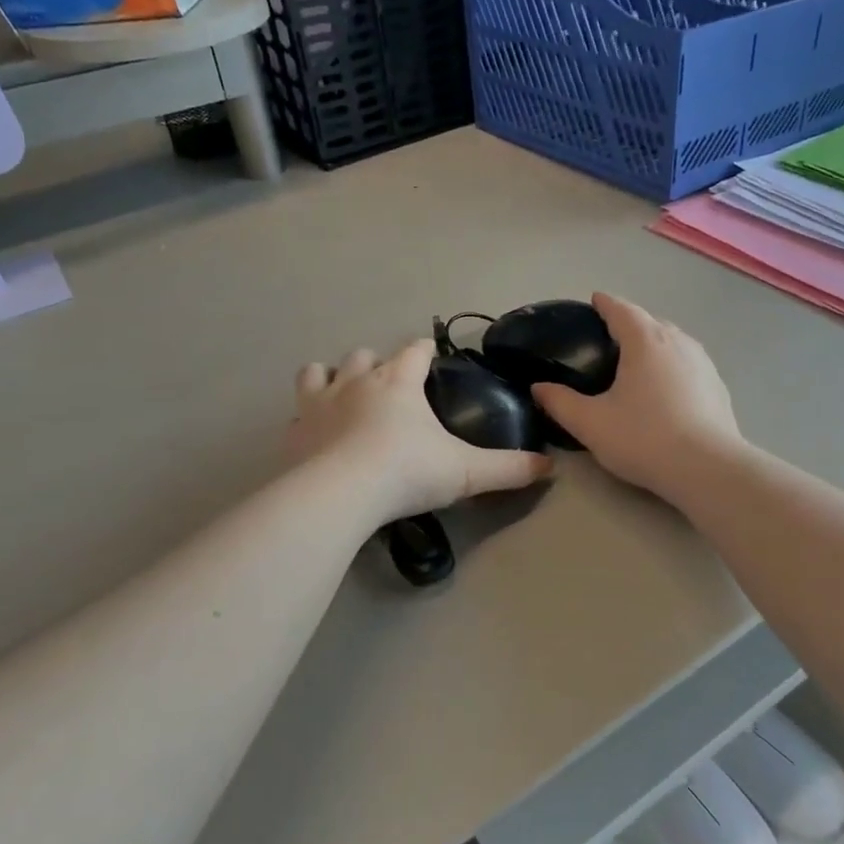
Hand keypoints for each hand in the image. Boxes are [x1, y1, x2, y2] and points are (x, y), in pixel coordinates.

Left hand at [285, 340, 551, 524]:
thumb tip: (549, 468)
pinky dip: (306, 418)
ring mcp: (319, 403)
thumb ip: (509, 468)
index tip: (431, 355)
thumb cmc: (407, 472)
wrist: (340, 494)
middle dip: (377, 363)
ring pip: (319, 371)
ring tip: (341, 394)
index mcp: (398, 381)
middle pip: (365, 355)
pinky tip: (314, 435)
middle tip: (389, 386)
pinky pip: (296, 413)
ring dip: (331, 376)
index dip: (425, 350)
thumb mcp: (466, 472)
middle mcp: (356, 381)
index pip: (415, 350)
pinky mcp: (293, 431)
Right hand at [530, 293, 740, 502]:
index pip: (621, 309)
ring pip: (673, 341)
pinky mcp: (718, 385)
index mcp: (645, 341)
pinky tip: (667, 389)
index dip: (604, 304)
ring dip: (654, 343)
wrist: (708, 469)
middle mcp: (678, 341)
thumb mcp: (591, 424)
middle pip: (650, 321)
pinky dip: (673, 365)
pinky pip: (689, 363)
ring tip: (637, 361)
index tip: (594, 302)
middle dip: (629, 323)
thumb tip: (539, 387)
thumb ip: (560, 403)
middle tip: (608, 339)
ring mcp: (703, 362)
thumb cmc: (644, 438)